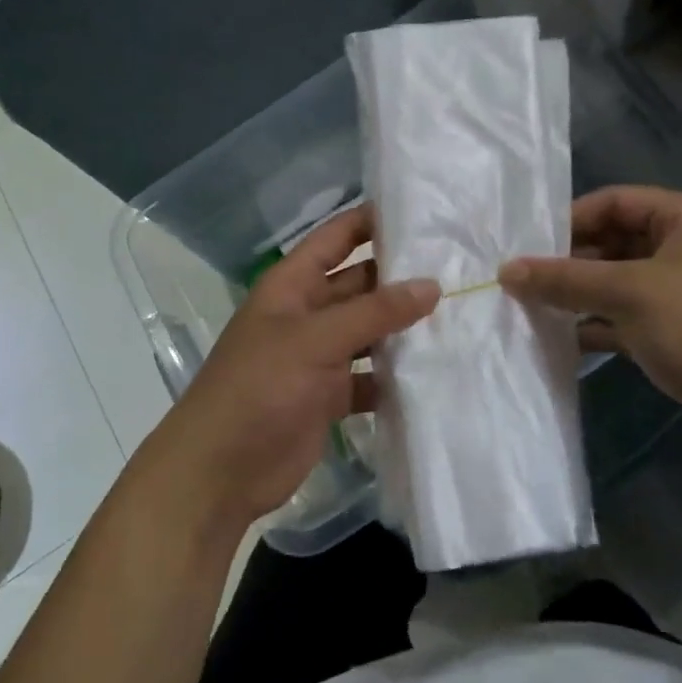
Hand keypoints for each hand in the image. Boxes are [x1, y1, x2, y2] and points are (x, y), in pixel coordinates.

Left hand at [145, 206, 439, 529]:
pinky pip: (369, 377)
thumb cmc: (260, 387)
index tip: (422, 212)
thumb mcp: (315, 340)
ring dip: (403, 329)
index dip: (370, 221)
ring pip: (368, 332)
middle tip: (458, 269)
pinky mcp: (329, 396)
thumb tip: (431, 285)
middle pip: (359, 284)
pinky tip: (435, 372)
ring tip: (459, 317)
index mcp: (292, 285)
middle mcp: (306, 314)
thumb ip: (374, 312)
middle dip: (400, 278)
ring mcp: (318, 357)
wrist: (222, 470)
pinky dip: (394, 377)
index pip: (335, 238)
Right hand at [498, 187, 681, 455]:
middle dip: (570, 261)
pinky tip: (562, 339)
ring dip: (580, 294)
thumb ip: (564, 279)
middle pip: (616, 241)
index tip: (526, 245)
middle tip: (522, 279)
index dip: (570, 220)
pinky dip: (598, 324)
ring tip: (531, 307)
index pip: (616, 201)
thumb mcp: (627, 294)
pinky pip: (630, 317)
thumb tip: (505, 270)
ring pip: (620, 282)